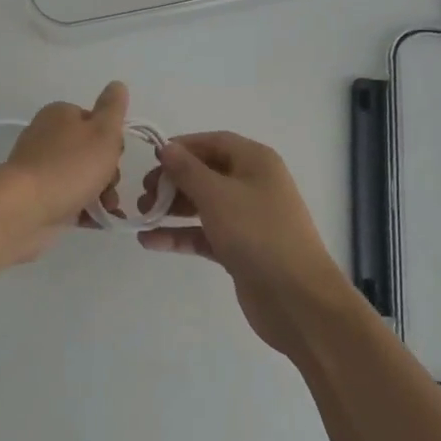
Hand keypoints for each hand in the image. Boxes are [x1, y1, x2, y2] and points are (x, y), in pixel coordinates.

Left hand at [2, 82, 129, 236]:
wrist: (25, 209)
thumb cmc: (70, 166)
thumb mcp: (103, 132)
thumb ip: (113, 108)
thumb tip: (117, 84)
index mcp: (59, 114)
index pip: (95, 121)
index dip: (112, 140)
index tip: (117, 156)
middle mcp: (47, 136)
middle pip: (89, 151)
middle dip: (107, 171)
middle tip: (110, 186)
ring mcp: (40, 168)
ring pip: (80, 177)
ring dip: (100, 193)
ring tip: (107, 210)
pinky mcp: (37, 196)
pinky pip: (69, 199)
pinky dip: (84, 209)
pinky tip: (96, 221)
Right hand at [137, 132, 354, 353]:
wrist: (297, 299)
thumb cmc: (257, 233)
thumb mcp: (217, 195)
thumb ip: (187, 170)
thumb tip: (166, 148)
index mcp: (256, 161)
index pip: (214, 142)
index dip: (183, 147)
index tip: (152, 159)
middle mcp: (254, 184)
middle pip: (206, 173)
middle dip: (173, 180)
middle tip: (144, 193)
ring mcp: (248, 219)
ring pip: (204, 205)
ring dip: (173, 208)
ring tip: (142, 216)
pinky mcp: (240, 249)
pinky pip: (205, 234)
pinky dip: (181, 235)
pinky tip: (151, 242)